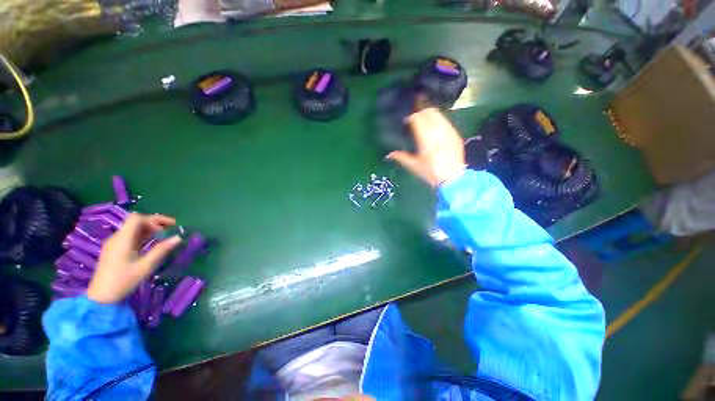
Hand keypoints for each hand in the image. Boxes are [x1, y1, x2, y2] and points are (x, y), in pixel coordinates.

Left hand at [87, 214, 181, 303]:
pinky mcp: (114, 250)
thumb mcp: (145, 266)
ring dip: (149, 229)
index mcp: (122, 239)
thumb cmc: (123, 281)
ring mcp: (114, 244)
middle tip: (171, 229)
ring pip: (133, 229)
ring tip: (164, 236)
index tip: (169, 226)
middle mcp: (117, 237)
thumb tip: (178, 237)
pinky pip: (130, 236)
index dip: (154, 219)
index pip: (137, 218)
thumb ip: (161, 250)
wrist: (101, 297)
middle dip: (155, 223)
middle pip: (136, 222)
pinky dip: (143, 236)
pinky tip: (151, 243)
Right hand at [387, 108, 466, 187]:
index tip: (406, 121)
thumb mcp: (413, 165)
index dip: (411, 117)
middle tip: (414, 118)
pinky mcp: (455, 134)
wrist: (452, 178)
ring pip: (438, 114)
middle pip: (428, 112)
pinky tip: (435, 128)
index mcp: (425, 137)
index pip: (417, 118)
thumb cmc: (430, 172)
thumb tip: (388, 155)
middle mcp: (437, 130)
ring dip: (430, 114)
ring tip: (424, 120)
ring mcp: (448, 131)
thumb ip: (400, 157)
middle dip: (420, 111)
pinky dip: (439, 121)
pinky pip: (446, 122)